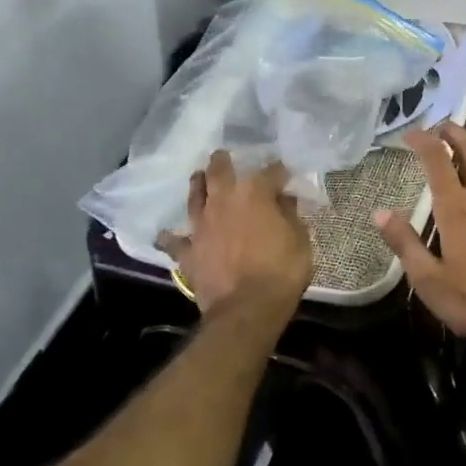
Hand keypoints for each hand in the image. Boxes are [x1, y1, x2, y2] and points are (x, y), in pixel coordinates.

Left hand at [157, 152, 311, 319]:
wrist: (246, 309)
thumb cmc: (281, 271)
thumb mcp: (300, 239)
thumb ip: (290, 215)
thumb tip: (284, 200)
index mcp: (254, 192)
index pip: (270, 171)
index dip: (279, 172)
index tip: (285, 175)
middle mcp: (223, 200)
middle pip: (219, 170)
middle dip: (223, 161)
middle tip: (223, 155)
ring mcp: (202, 224)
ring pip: (195, 195)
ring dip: (197, 184)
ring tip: (199, 177)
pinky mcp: (189, 251)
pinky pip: (175, 241)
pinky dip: (171, 237)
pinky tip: (165, 234)